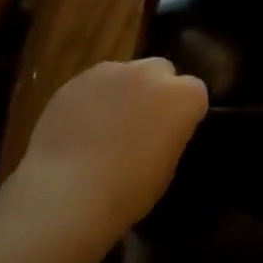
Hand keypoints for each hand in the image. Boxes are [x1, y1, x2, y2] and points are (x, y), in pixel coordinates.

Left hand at [8, 59, 208, 247]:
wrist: (67, 191)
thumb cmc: (128, 190)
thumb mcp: (167, 168)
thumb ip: (169, 135)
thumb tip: (158, 130)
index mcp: (180, 97)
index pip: (195, 91)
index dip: (185, 111)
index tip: (174, 132)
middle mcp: (147, 73)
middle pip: (160, 70)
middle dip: (156, 91)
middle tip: (142, 124)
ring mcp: (108, 72)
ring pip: (124, 73)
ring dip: (122, 92)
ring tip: (106, 127)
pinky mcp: (75, 79)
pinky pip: (93, 85)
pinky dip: (92, 100)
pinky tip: (80, 129)